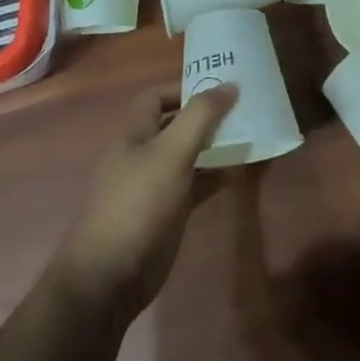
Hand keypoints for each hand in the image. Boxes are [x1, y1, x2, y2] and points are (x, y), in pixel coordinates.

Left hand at [50, 85, 237, 320]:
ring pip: (189, 154)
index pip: (156, 97)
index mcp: (134, 134)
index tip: (220, 86)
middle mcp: (143, 154)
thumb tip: (229, 84)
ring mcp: (155, 185)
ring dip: (215, 145)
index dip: (185, 88)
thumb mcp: (171, 153)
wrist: (111, 275)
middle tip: (243, 108)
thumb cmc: (138, 203)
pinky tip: (239, 171)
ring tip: (249, 135)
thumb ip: (200, 117)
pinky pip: (195, 184)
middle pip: (176, 124)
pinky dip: (215, 176)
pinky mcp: (168, 212)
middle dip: (206, 116)